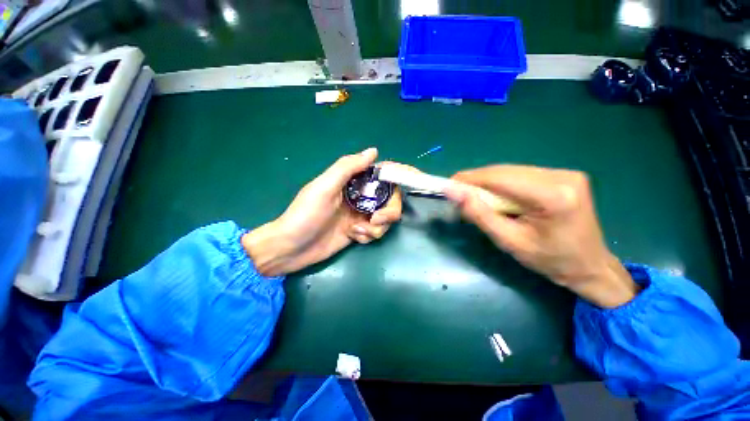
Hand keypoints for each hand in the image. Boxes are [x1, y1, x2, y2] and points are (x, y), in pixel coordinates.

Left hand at [241, 148, 403, 276]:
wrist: (292, 248)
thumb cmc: (306, 215)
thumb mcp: (324, 187)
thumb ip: (347, 167)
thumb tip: (374, 151)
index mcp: (352, 182)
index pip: (380, 175)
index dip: (392, 179)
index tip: (394, 189)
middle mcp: (360, 197)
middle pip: (390, 199)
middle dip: (389, 211)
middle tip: (376, 219)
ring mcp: (361, 215)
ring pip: (386, 218)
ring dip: (377, 227)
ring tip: (356, 231)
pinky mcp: (360, 232)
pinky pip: (376, 232)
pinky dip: (368, 235)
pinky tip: (353, 236)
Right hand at [444, 165, 638, 307]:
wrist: (588, 266)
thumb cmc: (549, 260)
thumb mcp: (508, 241)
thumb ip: (479, 214)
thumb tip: (453, 192)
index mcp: (552, 196)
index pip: (499, 178)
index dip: (470, 178)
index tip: (448, 185)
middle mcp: (561, 176)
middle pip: (505, 171)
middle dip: (477, 180)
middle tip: (458, 193)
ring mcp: (565, 173)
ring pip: (511, 170)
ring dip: (489, 182)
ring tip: (475, 196)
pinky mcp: (563, 175)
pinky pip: (521, 174)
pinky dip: (503, 183)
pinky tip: (497, 196)